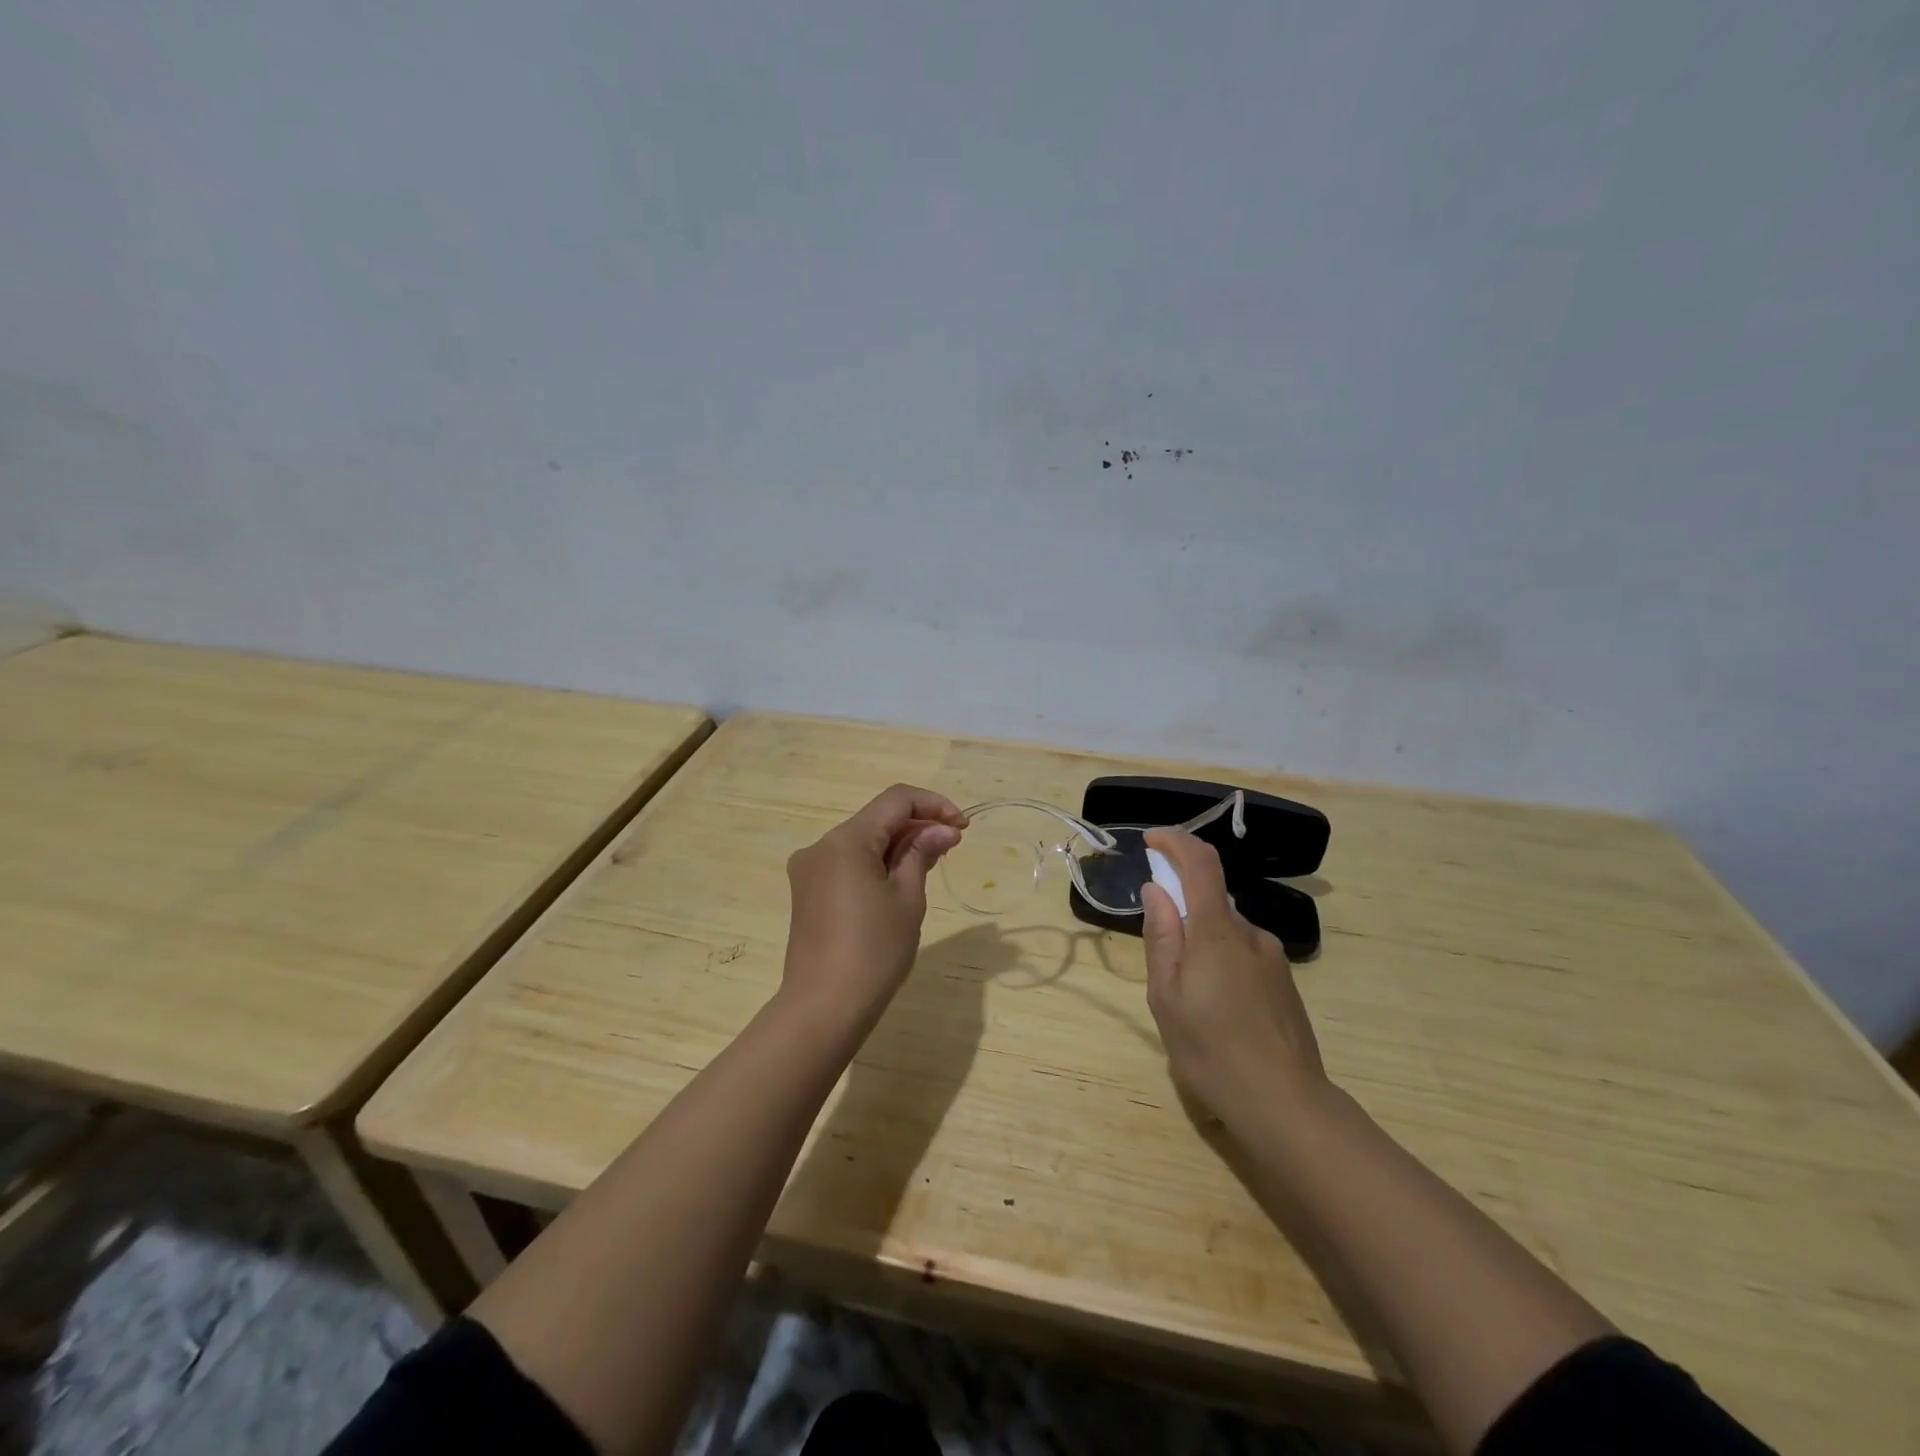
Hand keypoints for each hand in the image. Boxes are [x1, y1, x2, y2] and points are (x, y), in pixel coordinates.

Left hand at [782, 784, 966, 1033]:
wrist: (824, 1008)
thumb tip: (942, 830)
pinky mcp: (808, 892)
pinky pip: (848, 863)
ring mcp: (810, 870)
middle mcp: (821, 846)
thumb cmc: (874, 951)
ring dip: (898, 845)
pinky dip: (877, 863)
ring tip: (933, 862)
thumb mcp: (907, 898)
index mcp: (845, 840)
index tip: (963, 827)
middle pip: (877, 819)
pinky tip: (901, 881)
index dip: (934, 805)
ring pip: (863, 841)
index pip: (896, 800)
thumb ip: (922, 853)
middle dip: (917, 826)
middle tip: (954, 845)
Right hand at [1140, 829, 1326, 1126]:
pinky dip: (1221, 962)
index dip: (1176, 842)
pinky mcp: (1285, 984)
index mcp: (1217, 932)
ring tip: (1187, 998)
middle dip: (1181, 909)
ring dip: (1201, 942)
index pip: (1201, 863)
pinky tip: (1217, 1010)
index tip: (1151, 840)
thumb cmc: (1212, 1050)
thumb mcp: (1167, 996)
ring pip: (1227, 932)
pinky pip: (1244, 955)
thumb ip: (1161, 937)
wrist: (1286, 1105)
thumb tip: (1156, 891)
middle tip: (1160, 958)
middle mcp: (1251, 934)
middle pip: (1212, 899)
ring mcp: (1274, 959)